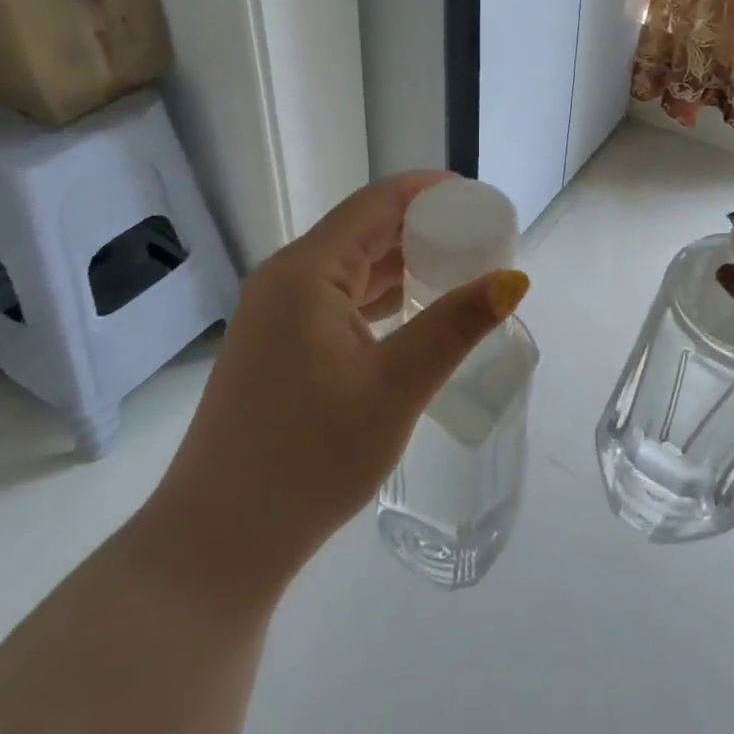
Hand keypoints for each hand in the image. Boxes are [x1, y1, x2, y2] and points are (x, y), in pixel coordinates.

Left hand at [144, 172, 528, 599]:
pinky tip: (415, 309)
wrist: (219, 541)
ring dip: (404, 263)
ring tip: (461, 269)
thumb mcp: (395, 387)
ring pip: (351, 266)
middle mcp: (286, 278)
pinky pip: (338, 298)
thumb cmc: (309, 457)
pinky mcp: (279, 344)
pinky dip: (381, 295)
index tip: (481, 200)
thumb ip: (454, 325)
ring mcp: (277, 313)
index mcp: (306, 271)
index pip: (377, 203)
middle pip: (365, 230)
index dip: (431, 192)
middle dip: (424, 227)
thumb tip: (513, 278)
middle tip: (482, 240)